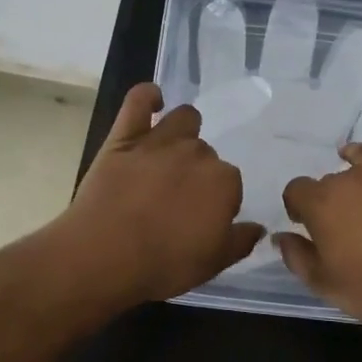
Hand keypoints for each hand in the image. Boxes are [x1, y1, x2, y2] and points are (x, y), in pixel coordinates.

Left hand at [59, 83, 262, 306]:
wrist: (103, 257)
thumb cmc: (163, 266)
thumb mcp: (213, 263)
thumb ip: (240, 241)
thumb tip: (258, 227)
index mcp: (224, 182)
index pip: (230, 183)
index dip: (217, 201)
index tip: (202, 219)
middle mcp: (197, 153)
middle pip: (206, 153)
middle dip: (198, 172)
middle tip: (179, 198)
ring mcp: (160, 140)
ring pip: (184, 119)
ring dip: (184, 132)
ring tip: (171, 154)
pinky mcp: (124, 136)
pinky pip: (139, 100)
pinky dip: (148, 96)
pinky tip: (154, 101)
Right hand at [276, 87, 361, 330]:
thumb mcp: (327, 285)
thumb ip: (297, 258)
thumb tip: (279, 236)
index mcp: (322, 204)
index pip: (296, 192)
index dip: (298, 208)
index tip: (306, 225)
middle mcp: (352, 178)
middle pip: (331, 180)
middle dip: (331, 197)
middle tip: (343, 223)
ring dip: (354, 158)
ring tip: (350, 158)